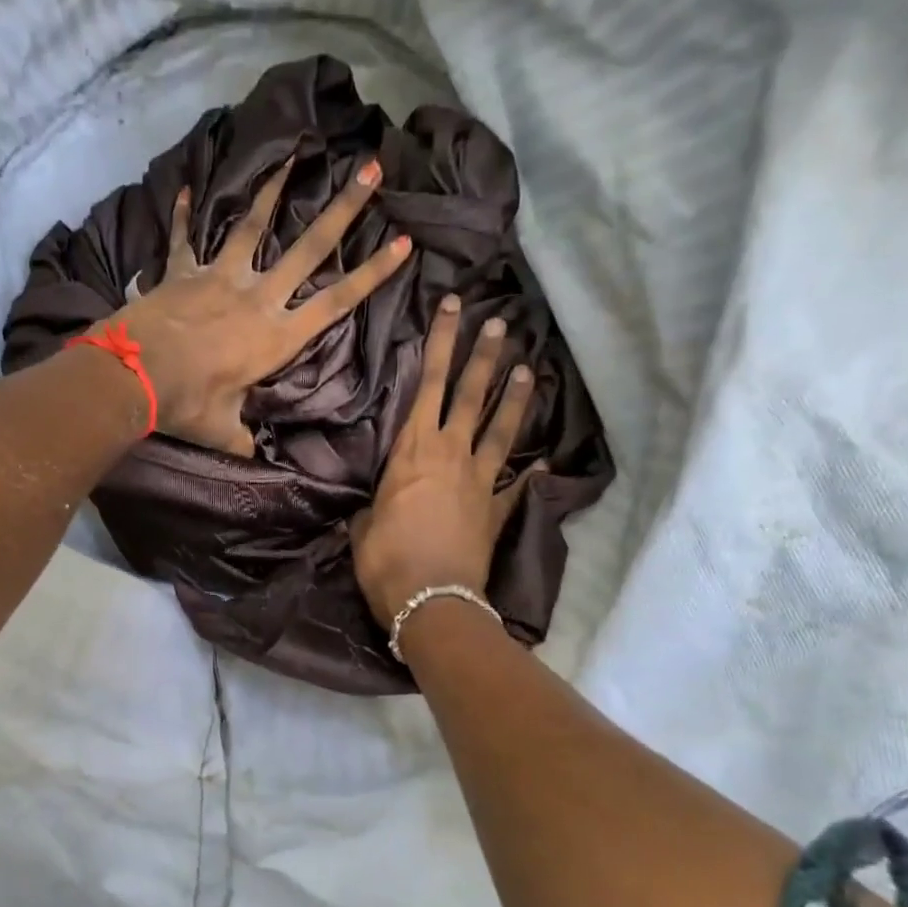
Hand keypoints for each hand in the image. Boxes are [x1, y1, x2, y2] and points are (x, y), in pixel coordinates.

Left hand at [114, 157, 410, 455]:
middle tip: (371, 169)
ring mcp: (219, 278)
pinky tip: (187, 188)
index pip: (337, 301)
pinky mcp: (183, 273)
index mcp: (277, 336)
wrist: (134, 375)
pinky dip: (184, 216)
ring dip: (272, 190)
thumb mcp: (224, 430)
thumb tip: (253, 456)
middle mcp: (257, 297)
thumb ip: (244, 438)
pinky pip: (185, 240)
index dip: (373, 273)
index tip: (404, 242)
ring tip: (292, 156)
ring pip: (252, 226)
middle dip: (344, 209)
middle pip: (309, 248)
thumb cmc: (188, 404)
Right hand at [351, 295, 542, 628]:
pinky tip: (544, 464)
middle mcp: (451, 454)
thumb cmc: (385, 557)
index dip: (441, 344)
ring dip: (513, 397)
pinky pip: (516, 487)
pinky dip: (530, 476)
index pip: (428, 384)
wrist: (430, 598)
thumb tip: (372, 509)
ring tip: (526, 367)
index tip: (453, 308)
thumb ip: (371, 507)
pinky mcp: (496, 511)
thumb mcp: (363, 525)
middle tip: (499, 323)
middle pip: (470, 395)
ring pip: (499, 429)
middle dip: (482, 356)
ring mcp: (479, 481)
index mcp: (413, 450)